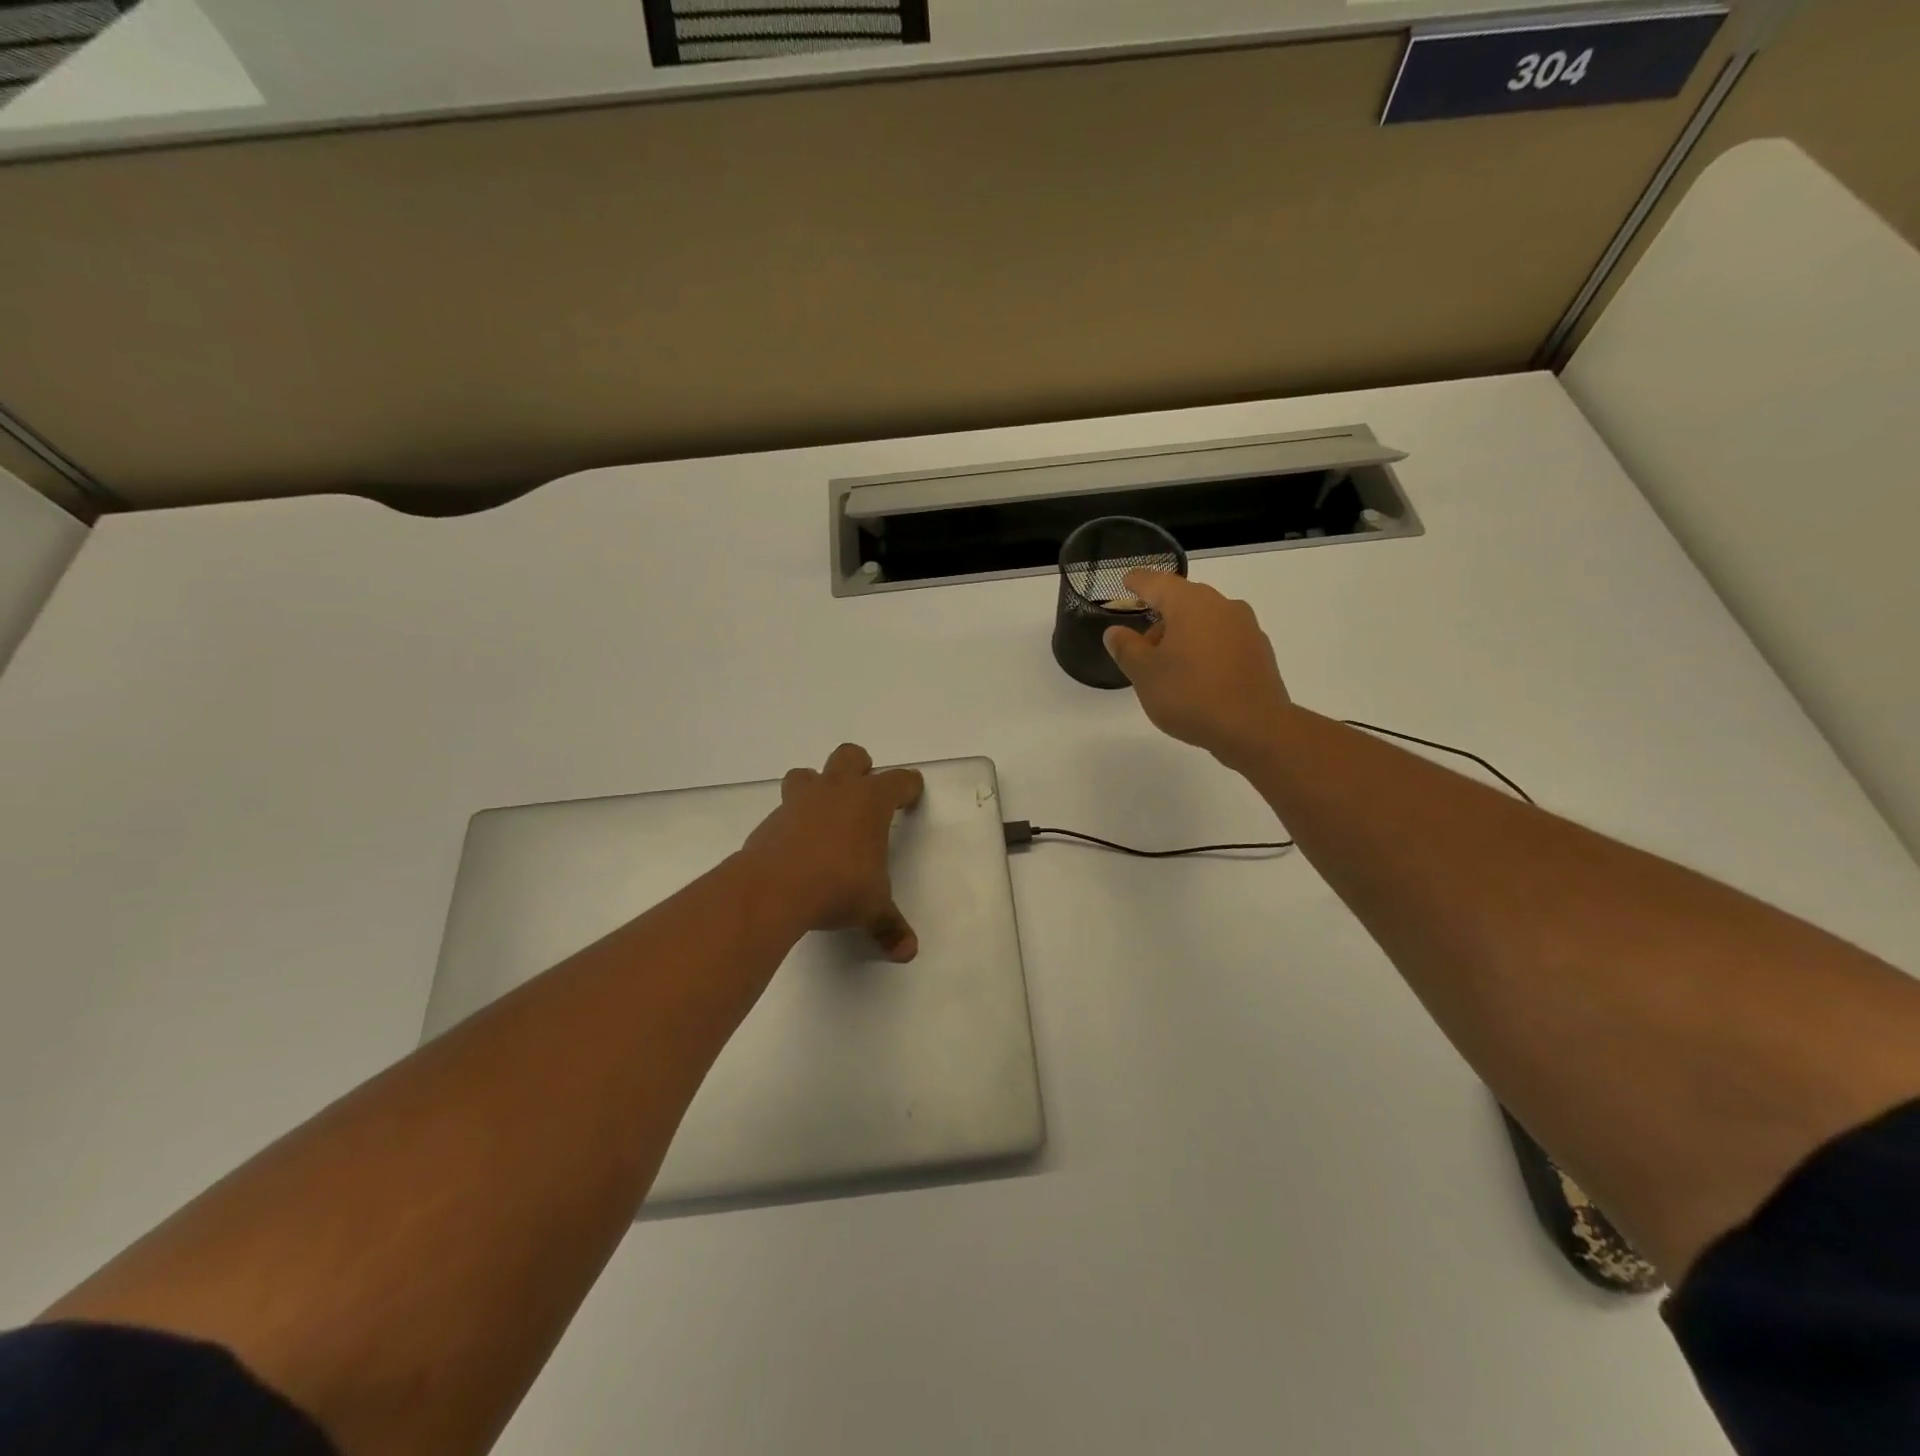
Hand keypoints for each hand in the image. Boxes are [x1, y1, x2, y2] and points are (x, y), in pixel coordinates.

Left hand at [740, 743, 925, 961]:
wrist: (774, 889)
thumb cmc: (838, 887)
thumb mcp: (872, 909)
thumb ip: (890, 926)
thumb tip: (907, 952)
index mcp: (870, 801)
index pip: (899, 780)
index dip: (908, 786)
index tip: (911, 795)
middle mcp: (835, 791)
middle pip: (850, 756)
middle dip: (860, 768)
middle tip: (864, 796)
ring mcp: (799, 802)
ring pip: (807, 773)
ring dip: (817, 786)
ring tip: (823, 815)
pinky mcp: (771, 821)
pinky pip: (784, 809)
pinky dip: (792, 822)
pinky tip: (797, 848)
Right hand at [1103, 570, 1293, 768]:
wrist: (1255, 728)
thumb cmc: (1190, 695)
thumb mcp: (1145, 674)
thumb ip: (1127, 648)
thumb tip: (1115, 632)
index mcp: (1190, 604)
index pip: (1156, 582)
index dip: (1138, 582)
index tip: (1126, 581)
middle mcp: (1221, 605)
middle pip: (1183, 600)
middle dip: (1160, 616)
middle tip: (1141, 643)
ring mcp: (1245, 627)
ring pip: (1205, 620)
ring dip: (1183, 634)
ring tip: (1168, 665)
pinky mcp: (1259, 651)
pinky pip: (1223, 639)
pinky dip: (1205, 648)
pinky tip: (1197, 675)